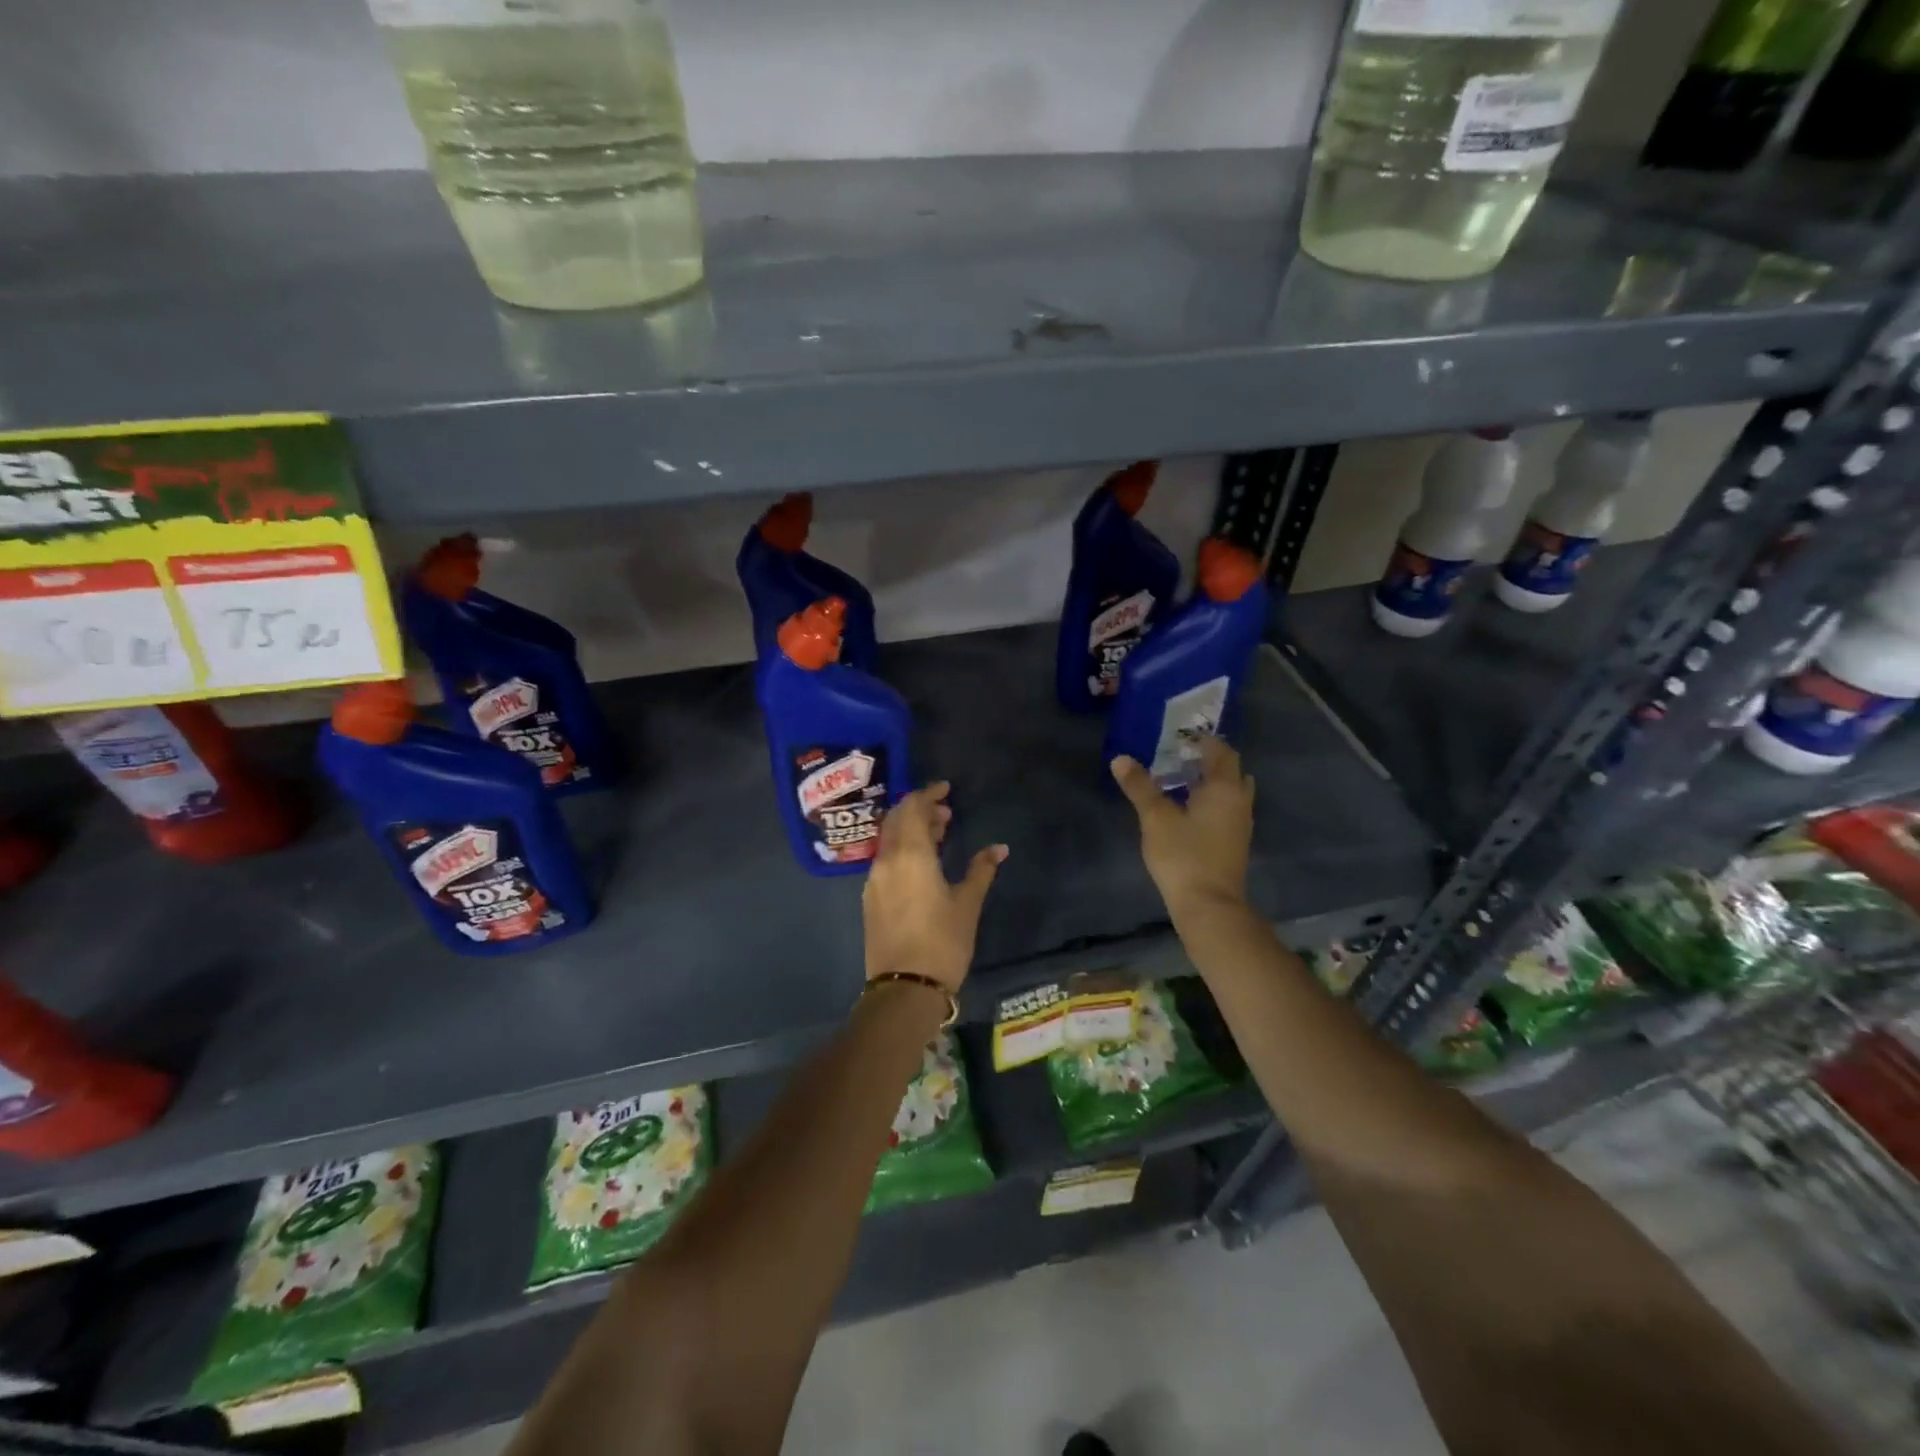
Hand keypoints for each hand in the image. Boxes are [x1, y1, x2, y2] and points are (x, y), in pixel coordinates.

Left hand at [863, 782, 1007, 993]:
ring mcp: (874, 880)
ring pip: (889, 840)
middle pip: (896, 820)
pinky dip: (902, 849)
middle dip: (918, 809)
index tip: (946, 789)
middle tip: (946, 813)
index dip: (927, 794)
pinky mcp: (871, 898)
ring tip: (939, 834)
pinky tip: (922, 862)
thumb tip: (999, 848)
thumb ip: (981, 870)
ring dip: (910, 829)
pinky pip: (885, 859)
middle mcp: (886, 860)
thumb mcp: (968, 904)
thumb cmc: (943, 942)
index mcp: (910, 855)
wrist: (904, 988)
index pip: (912, 809)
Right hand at [1111, 737, 1252, 920]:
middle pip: (1230, 769)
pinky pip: (1227, 808)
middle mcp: (1239, 800)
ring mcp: (1240, 823)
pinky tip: (1187, 808)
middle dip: (1207, 759)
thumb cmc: (1184, 856)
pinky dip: (1211, 800)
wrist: (1209, 905)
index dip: (1201, 740)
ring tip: (1179, 779)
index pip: (1220, 751)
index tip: (1177, 736)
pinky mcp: (1234, 842)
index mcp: (1224, 788)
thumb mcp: (1155, 818)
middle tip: (1177, 755)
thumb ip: (1140, 786)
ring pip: (1230, 791)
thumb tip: (1120, 759)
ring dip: (1210, 781)